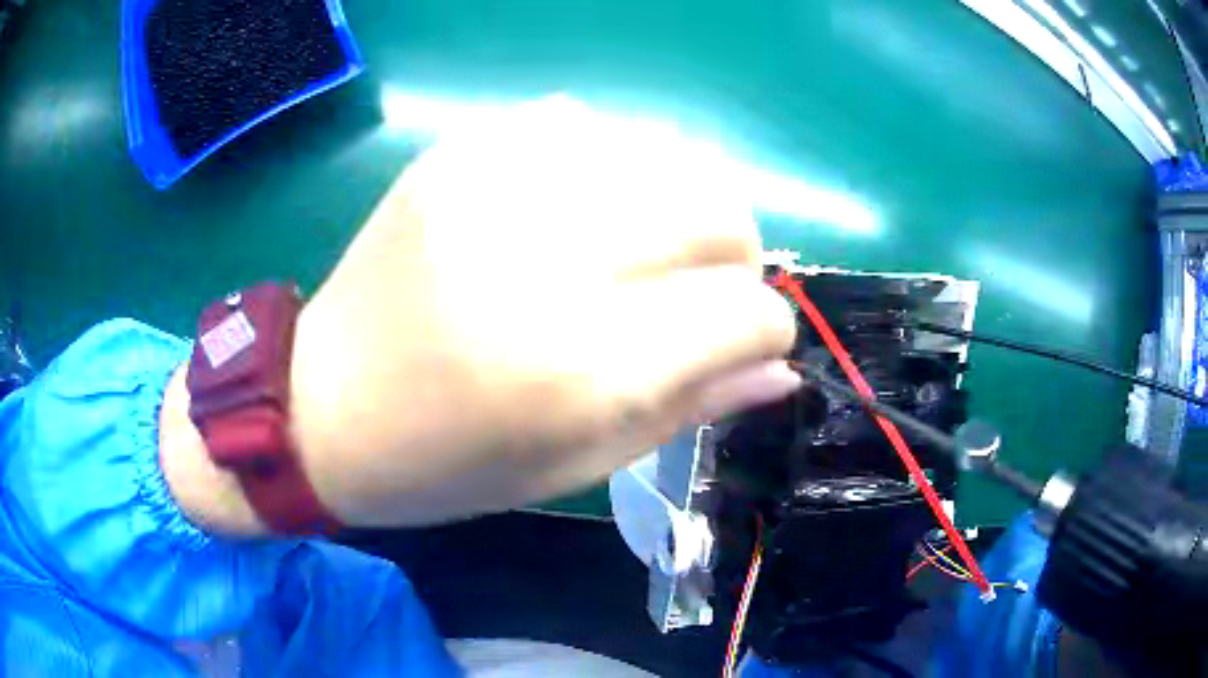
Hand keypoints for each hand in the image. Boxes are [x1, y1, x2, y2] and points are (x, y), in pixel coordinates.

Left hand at [166, 99, 798, 531]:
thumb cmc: (447, 462)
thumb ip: (692, 408)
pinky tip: (578, 204)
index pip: (744, 313)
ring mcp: (494, 184)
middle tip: (700, 288)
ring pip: (663, 151)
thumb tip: (780, 368)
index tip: (746, 341)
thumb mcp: (578, 464)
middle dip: (735, 253)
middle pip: (717, 208)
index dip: (764, 330)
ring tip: (644, 244)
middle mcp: (545, 258)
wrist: (322, 406)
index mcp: (579, 367)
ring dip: (680, 201)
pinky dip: (607, 161)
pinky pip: (581, 121)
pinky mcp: (457, 151)